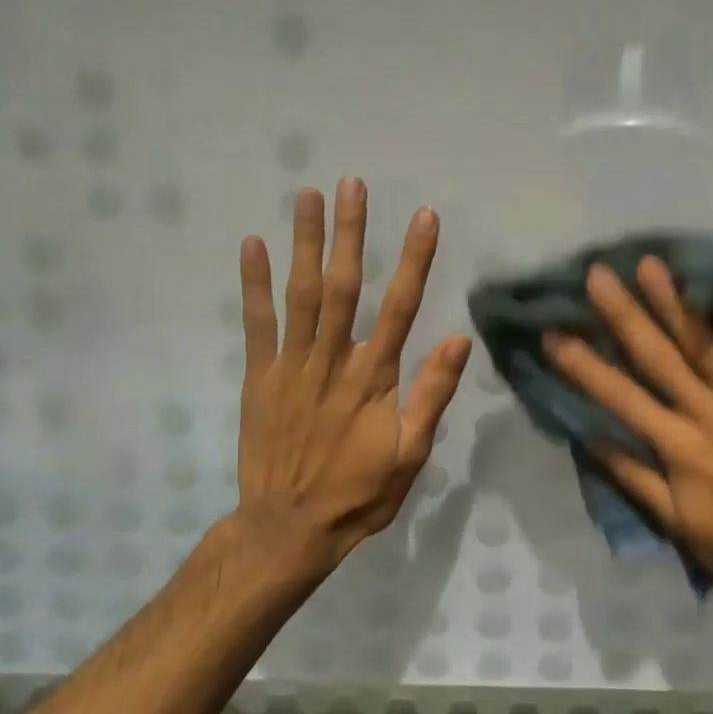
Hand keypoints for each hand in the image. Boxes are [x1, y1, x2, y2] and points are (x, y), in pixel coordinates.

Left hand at [235, 180, 471, 575]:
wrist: (288, 528)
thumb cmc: (359, 492)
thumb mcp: (412, 454)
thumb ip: (432, 394)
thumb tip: (459, 340)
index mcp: (374, 378)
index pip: (400, 307)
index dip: (414, 260)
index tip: (424, 217)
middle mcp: (333, 361)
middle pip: (344, 287)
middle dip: (350, 233)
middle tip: (353, 185)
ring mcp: (291, 367)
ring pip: (301, 295)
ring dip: (305, 243)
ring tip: (308, 196)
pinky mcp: (259, 377)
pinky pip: (256, 325)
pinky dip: (254, 285)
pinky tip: (253, 246)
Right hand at [543, 256, 712, 599]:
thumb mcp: (678, 523)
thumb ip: (635, 477)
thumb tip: (591, 435)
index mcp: (680, 448)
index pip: (623, 399)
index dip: (585, 367)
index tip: (554, 334)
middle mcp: (712, 416)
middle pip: (661, 359)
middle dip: (625, 316)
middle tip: (598, 276)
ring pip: (709, 345)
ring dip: (678, 303)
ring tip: (651, 266)